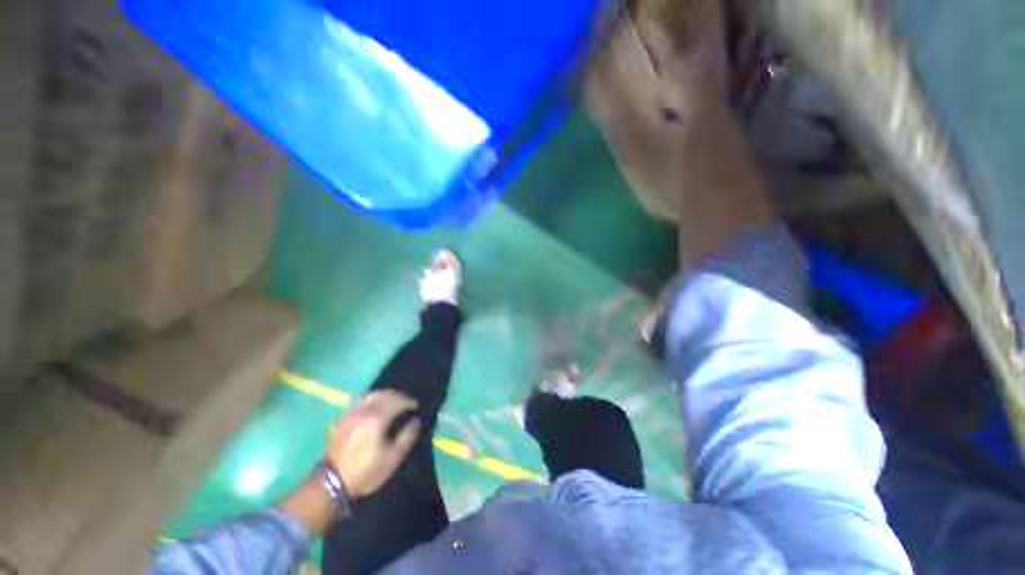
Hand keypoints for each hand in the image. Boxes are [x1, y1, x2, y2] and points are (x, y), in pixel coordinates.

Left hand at [326, 390, 421, 498]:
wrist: (331, 484)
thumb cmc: (366, 472)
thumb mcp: (393, 458)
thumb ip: (407, 436)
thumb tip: (416, 420)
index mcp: (377, 419)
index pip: (397, 401)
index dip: (409, 401)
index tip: (416, 405)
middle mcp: (363, 411)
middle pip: (385, 394)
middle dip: (398, 396)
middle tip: (406, 401)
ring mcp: (350, 413)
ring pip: (371, 395)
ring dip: (384, 395)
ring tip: (391, 401)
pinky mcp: (340, 419)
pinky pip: (359, 402)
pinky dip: (370, 400)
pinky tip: (373, 407)